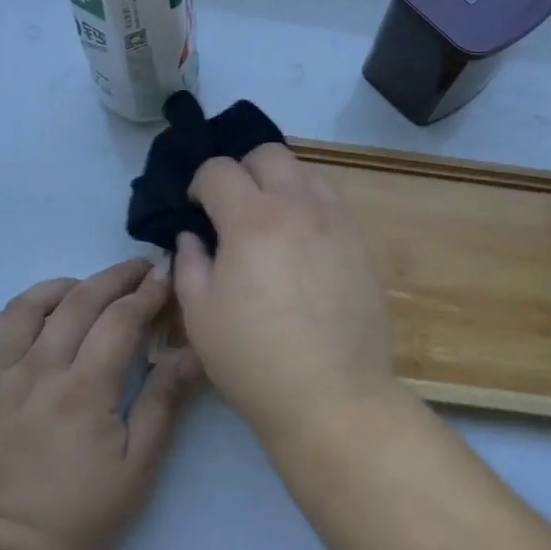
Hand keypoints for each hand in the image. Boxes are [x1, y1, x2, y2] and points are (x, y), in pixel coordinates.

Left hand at [0, 259, 196, 549]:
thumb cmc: (79, 521)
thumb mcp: (138, 470)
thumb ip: (163, 403)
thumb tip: (190, 352)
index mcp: (83, 390)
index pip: (120, 319)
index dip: (147, 293)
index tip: (164, 278)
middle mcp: (37, 372)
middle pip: (77, 302)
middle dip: (113, 278)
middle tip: (137, 270)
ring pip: (23, 309)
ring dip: (57, 288)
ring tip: (80, 288)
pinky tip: (18, 321)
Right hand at [171, 147, 397, 443]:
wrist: (332, 395)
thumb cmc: (254, 359)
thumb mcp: (200, 315)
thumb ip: (190, 263)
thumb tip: (193, 237)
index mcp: (251, 220)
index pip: (219, 170)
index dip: (200, 183)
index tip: (196, 209)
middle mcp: (298, 207)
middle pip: (269, 154)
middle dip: (243, 170)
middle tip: (233, 207)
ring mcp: (336, 222)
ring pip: (306, 173)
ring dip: (281, 184)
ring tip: (271, 222)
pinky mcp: (361, 244)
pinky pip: (333, 203)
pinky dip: (310, 207)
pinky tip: (302, 243)